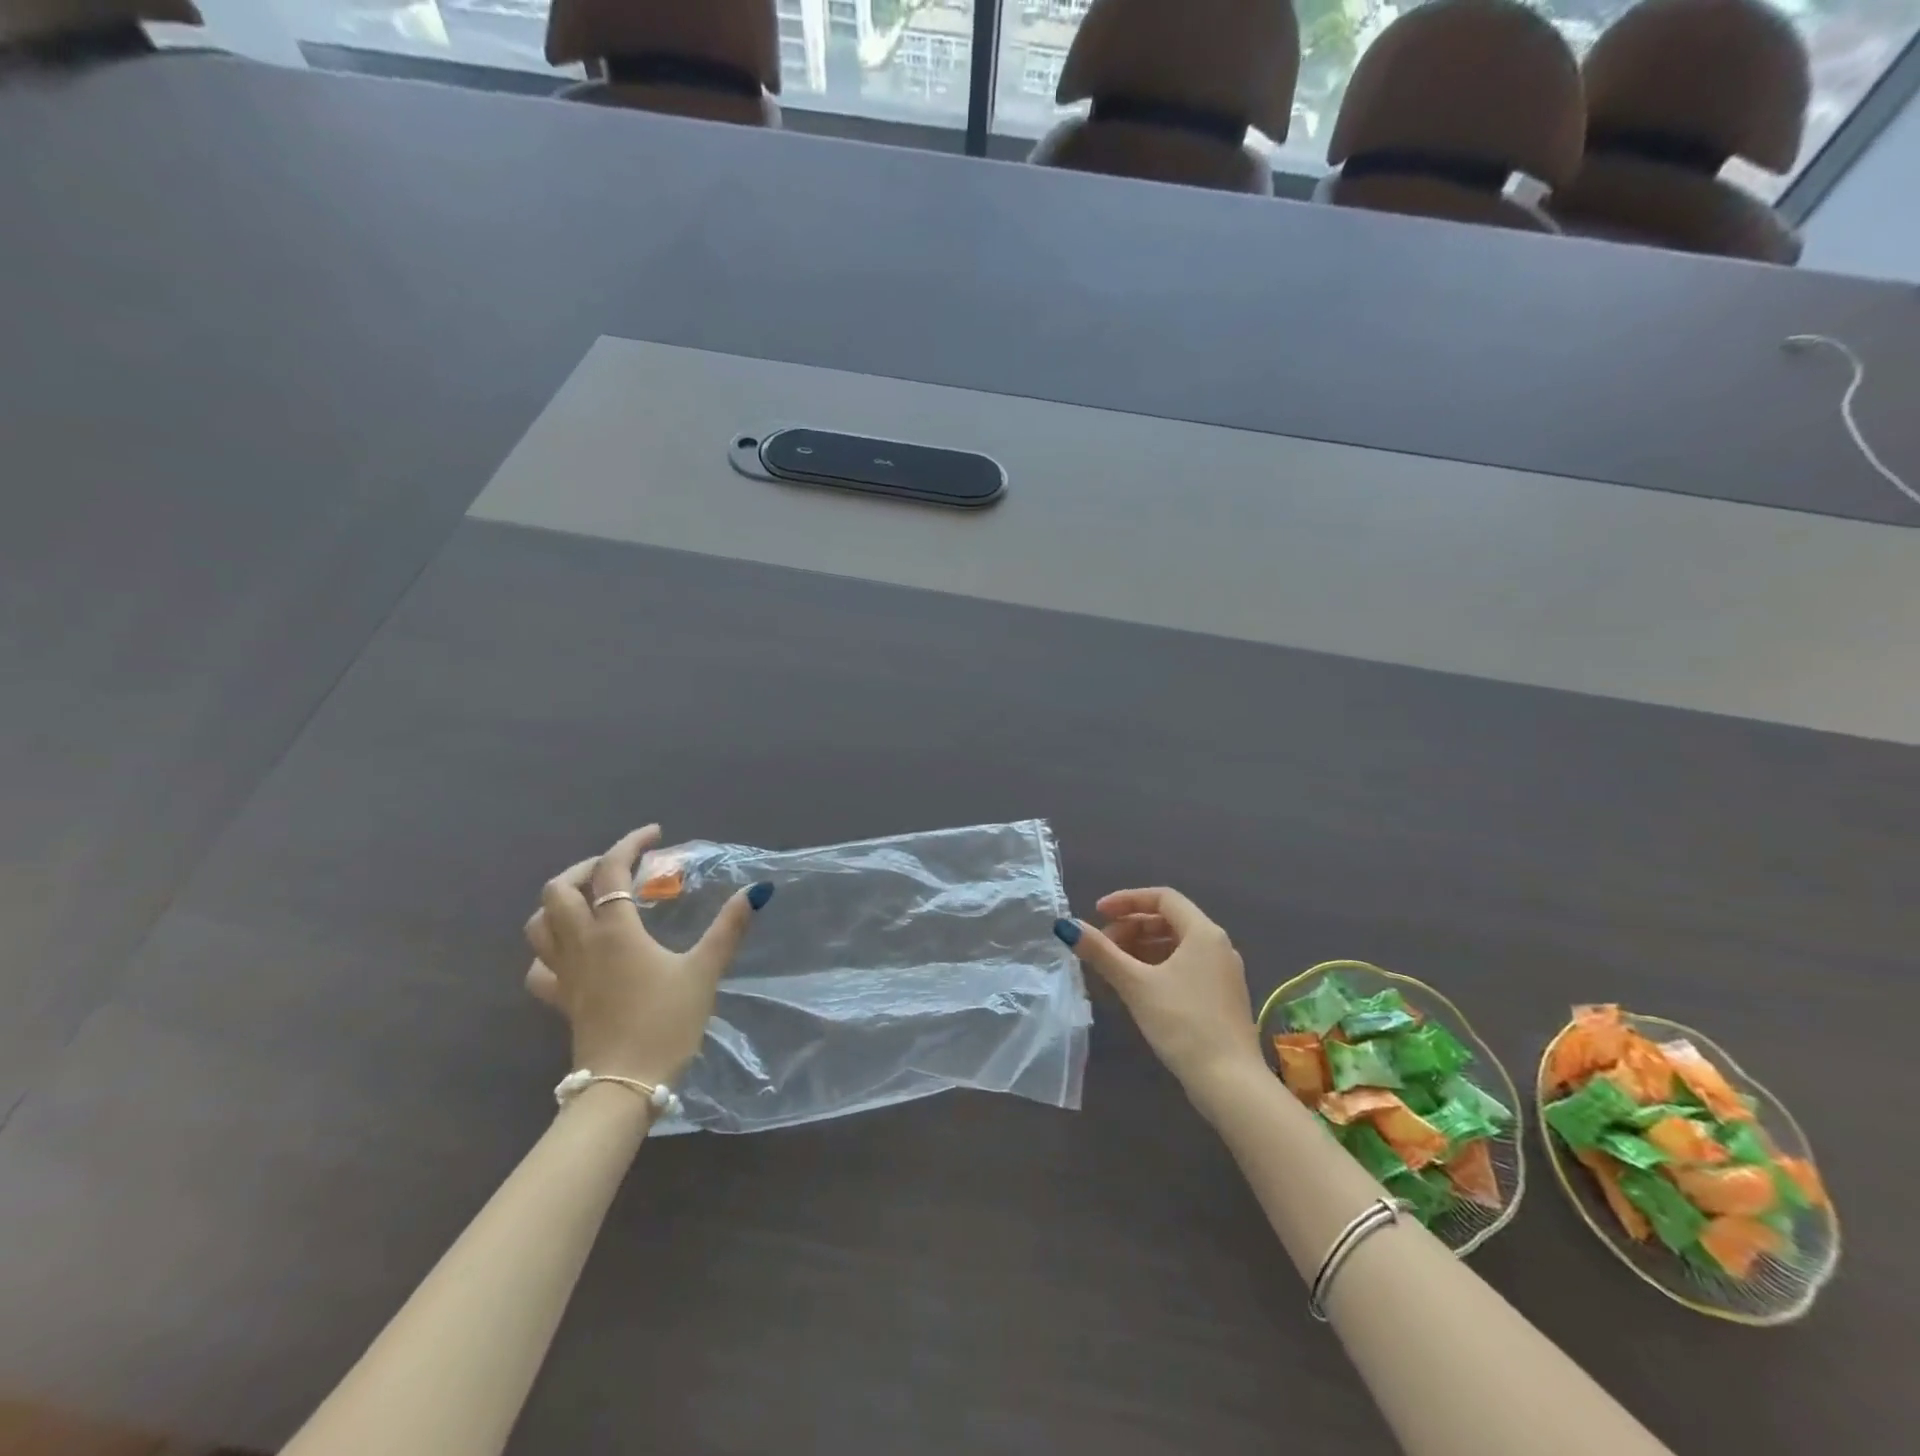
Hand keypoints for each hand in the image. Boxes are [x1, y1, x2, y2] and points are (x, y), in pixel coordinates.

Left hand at [523, 825, 772, 1089]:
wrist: (624, 1086)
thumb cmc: (666, 1023)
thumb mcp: (704, 971)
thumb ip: (728, 928)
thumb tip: (757, 891)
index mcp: (614, 931)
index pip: (611, 871)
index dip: (630, 844)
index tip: (655, 834)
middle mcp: (581, 945)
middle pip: (558, 892)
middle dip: (585, 869)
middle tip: (617, 868)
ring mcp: (565, 975)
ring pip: (539, 926)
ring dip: (559, 903)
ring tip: (590, 900)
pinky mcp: (562, 1002)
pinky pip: (540, 967)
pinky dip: (550, 950)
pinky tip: (573, 953)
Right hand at [1057, 887, 1263, 1101]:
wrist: (1230, 1082)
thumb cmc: (1182, 1023)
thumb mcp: (1136, 984)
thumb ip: (1101, 952)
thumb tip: (1067, 927)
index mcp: (1204, 932)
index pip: (1163, 897)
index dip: (1127, 900)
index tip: (1098, 913)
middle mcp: (1219, 945)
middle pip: (1170, 919)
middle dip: (1132, 926)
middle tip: (1103, 944)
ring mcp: (1223, 972)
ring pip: (1178, 944)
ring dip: (1143, 946)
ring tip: (1115, 965)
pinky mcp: (1222, 996)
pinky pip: (1187, 965)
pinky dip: (1159, 965)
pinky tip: (1139, 985)